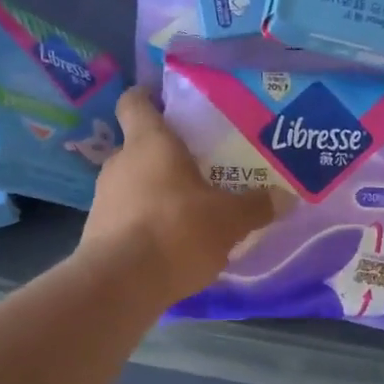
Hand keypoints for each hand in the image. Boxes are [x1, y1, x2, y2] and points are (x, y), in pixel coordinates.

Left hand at [79, 88, 278, 304]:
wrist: (120, 285)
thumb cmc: (176, 231)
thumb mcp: (229, 220)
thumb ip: (256, 206)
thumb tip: (286, 197)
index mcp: (149, 142)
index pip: (136, 102)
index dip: (150, 97)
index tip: (171, 104)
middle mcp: (120, 162)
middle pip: (141, 146)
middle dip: (169, 155)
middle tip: (203, 166)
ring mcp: (103, 197)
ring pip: (135, 182)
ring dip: (158, 190)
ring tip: (191, 207)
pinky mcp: (97, 232)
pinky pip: (128, 214)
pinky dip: (147, 221)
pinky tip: (172, 241)